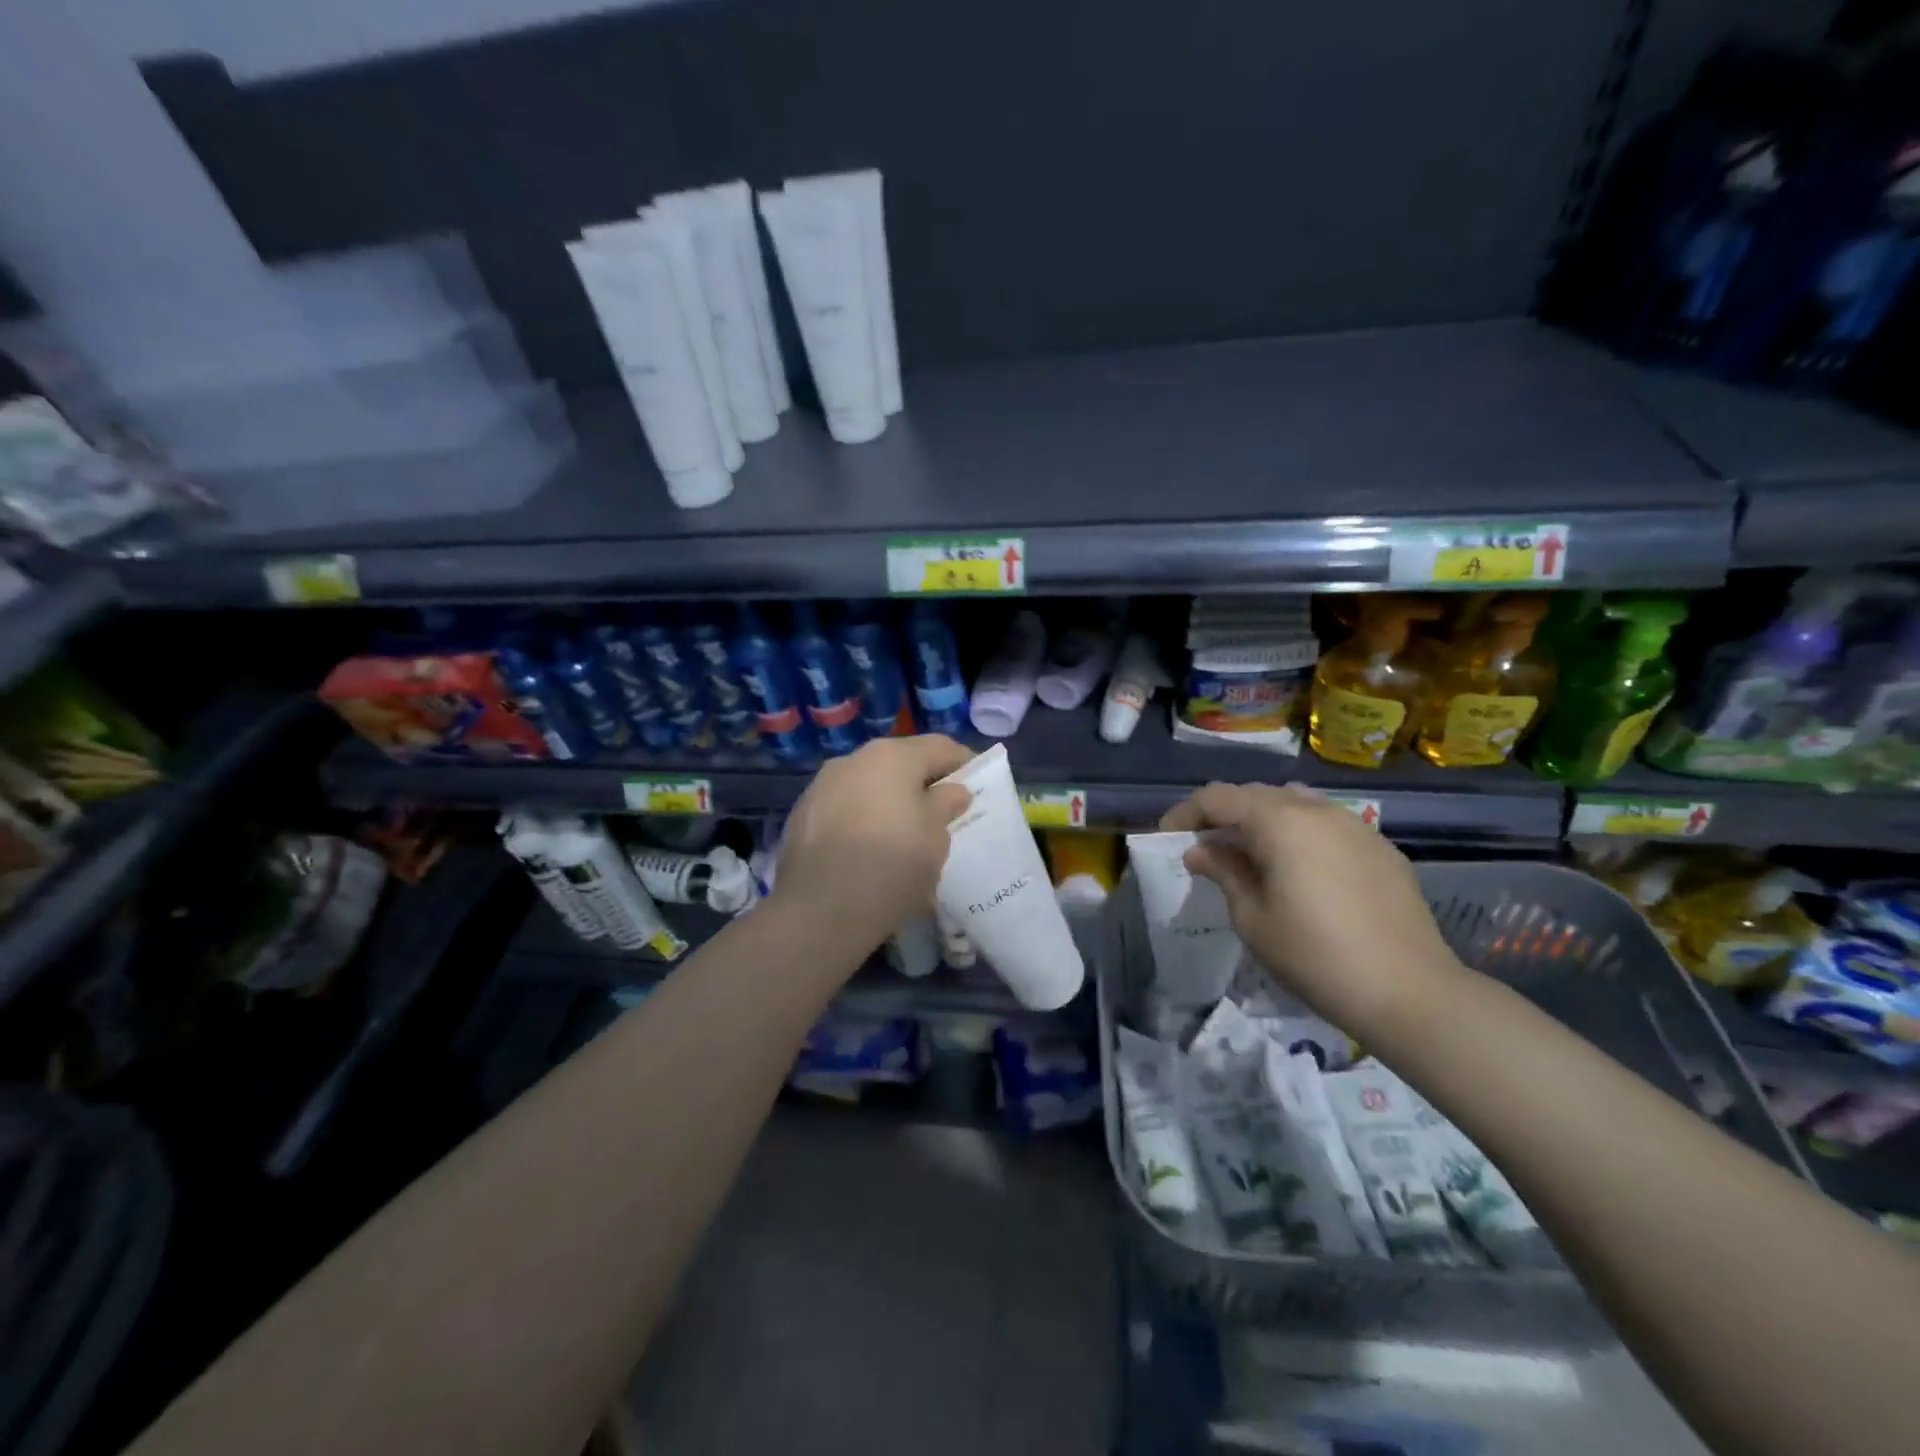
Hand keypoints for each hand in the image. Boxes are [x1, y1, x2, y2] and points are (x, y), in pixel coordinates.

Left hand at [773, 735, 973, 955]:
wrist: (819, 911)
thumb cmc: (892, 866)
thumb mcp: (936, 838)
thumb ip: (946, 805)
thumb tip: (951, 790)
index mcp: (892, 756)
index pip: (940, 747)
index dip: (965, 762)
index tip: (979, 784)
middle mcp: (853, 759)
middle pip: (900, 762)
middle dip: (924, 782)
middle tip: (944, 811)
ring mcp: (821, 785)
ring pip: (868, 784)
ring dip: (890, 800)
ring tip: (904, 833)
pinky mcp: (801, 815)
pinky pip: (844, 807)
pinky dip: (862, 818)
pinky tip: (868, 849)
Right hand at [1159, 782, 1469, 1039]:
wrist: (1410, 992)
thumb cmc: (1315, 956)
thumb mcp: (1252, 918)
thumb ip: (1224, 873)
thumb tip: (1201, 851)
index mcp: (1279, 822)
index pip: (1218, 797)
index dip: (1186, 813)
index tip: (1169, 837)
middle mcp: (1317, 810)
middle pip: (1256, 795)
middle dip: (1224, 815)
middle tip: (1205, 848)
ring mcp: (1355, 825)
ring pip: (1295, 805)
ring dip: (1263, 821)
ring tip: (1250, 855)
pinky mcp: (1381, 847)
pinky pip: (1327, 825)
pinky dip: (1299, 834)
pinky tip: (1299, 870)